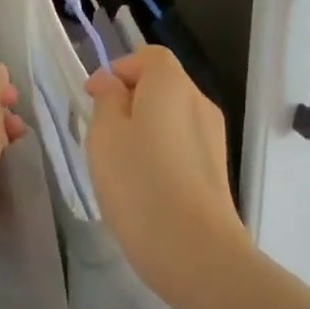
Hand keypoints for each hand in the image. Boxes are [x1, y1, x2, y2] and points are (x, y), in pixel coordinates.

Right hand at [84, 47, 249, 307]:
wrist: (197, 252)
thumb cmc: (140, 183)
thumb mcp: (105, 135)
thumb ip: (106, 100)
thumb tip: (111, 83)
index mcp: (172, 84)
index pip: (148, 56)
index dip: (119, 69)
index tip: (92, 98)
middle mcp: (199, 101)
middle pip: (161, 84)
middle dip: (129, 100)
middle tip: (101, 133)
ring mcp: (213, 136)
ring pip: (171, 117)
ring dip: (144, 128)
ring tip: (119, 164)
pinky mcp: (217, 168)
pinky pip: (182, 144)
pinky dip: (161, 153)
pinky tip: (144, 186)